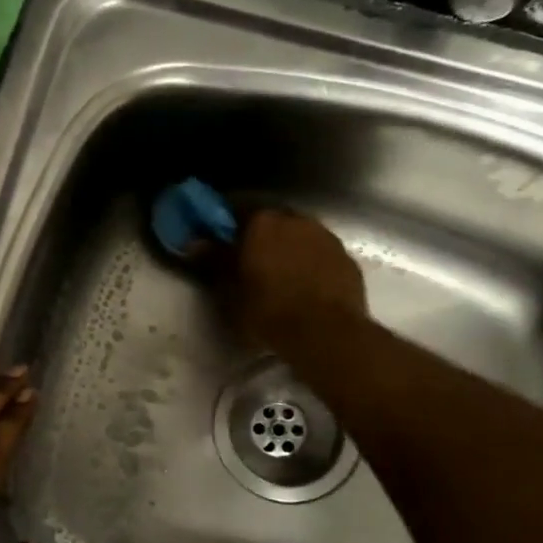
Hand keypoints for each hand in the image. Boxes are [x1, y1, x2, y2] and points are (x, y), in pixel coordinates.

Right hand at [223, 208, 366, 352]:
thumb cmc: (268, 310)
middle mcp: (296, 220)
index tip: (219, 238)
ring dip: (289, 248)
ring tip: (280, 275)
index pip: (237, 208)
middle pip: (272, 220)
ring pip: (300, 235)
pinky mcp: (347, 260)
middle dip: (260, 235)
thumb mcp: (231, 290)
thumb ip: (214, 261)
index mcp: (262, 222)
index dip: (226, 223)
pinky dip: (311, 264)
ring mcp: (326, 238)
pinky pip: (321, 255)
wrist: (326, 334)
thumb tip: (195, 243)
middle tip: (249, 259)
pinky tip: (306, 286)